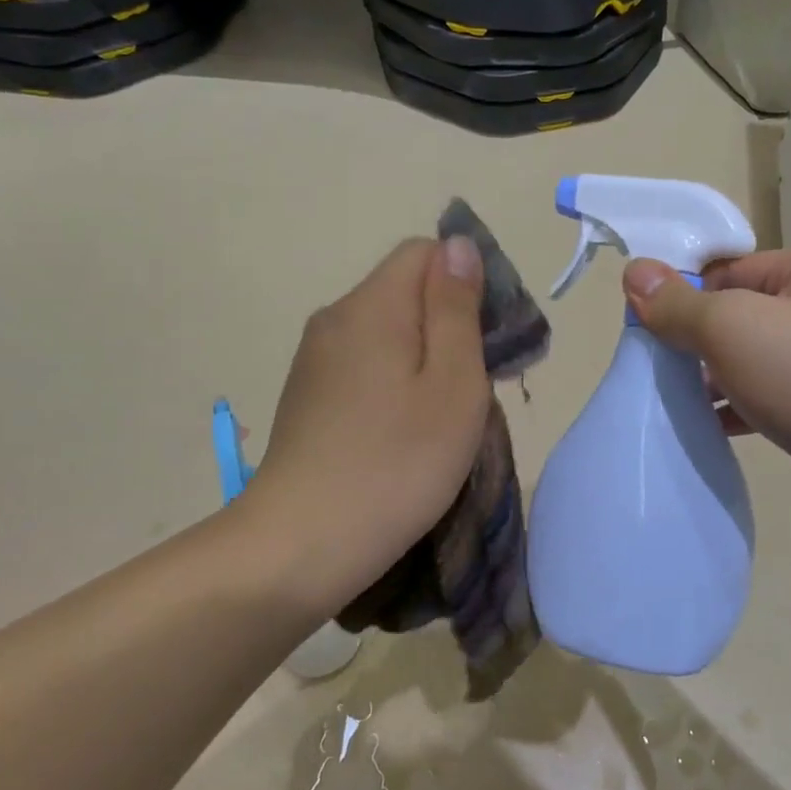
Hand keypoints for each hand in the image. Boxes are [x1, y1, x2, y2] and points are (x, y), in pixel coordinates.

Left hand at [241, 237, 489, 613]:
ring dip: (424, 357)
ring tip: (443, 416)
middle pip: (406, 290)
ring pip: (387, 330)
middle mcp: (335, 317)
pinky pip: (364, 362)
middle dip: (450, 323)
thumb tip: (458, 244)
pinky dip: (394, 381)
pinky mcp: (307, 394)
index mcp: (372, 305)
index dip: (468, 281)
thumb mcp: (452, 384)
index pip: (427, 251)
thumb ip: (456, 308)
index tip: (492, 338)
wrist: (299, 545)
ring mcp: (315, 358)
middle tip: (476, 387)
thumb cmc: (396, 464)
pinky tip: (402, 431)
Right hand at [622, 248, 790, 556]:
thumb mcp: (732, 327)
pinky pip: (773, 403)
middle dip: (696, 341)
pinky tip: (707, 431)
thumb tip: (634, 271)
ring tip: (668, 401)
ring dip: (714, 381)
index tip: (644, 326)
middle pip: (742, 316)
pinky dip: (740, 413)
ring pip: (756, 363)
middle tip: (651, 368)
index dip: (684, 293)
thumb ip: (679, 304)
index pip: (731, 269)